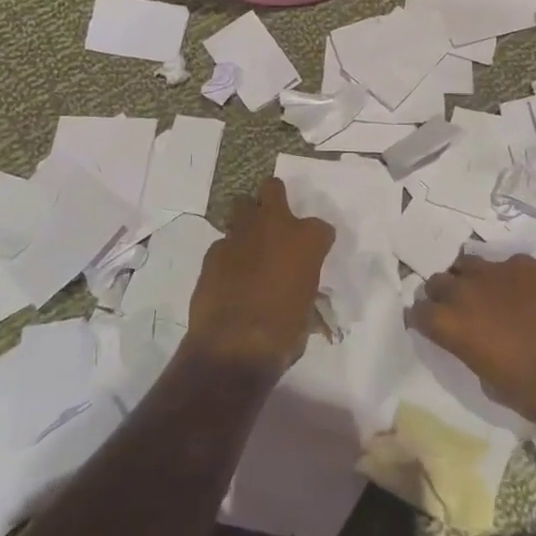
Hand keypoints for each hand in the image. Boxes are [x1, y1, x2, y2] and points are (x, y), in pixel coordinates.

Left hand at [184, 177, 334, 375]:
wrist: (233, 347)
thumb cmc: (283, 333)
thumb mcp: (307, 310)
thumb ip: (303, 285)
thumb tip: (296, 290)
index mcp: (307, 240)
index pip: (322, 228)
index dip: (318, 242)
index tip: (314, 255)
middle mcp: (275, 226)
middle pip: (273, 189)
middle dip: (274, 199)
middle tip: (275, 221)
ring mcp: (240, 234)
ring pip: (242, 206)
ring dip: (247, 220)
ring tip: (249, 242)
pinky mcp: (214, 250)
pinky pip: (224, 242)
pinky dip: (228, 253)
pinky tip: (228, 273)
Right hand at [409, 254, 535, 420]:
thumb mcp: (494, 388)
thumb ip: (475, 359)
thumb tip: (479, 349)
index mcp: (452, 325)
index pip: (418, 313)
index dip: (419, 319)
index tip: (426, 326)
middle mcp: (465, 291)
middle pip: (437, 281)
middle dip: (440, 294)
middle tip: (453, 309)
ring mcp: (495, 271)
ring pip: (466, 263)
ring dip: (467, 278)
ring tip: (481, 292)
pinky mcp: (523, 263)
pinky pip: (503, 264)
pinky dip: (505, 276)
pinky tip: (520, 291)